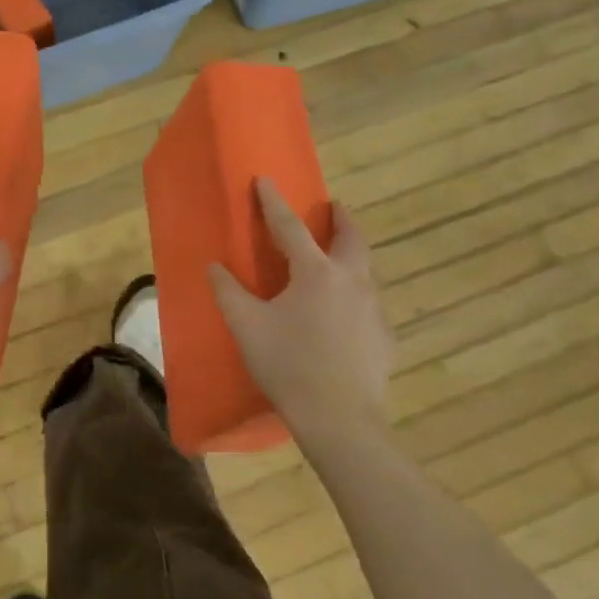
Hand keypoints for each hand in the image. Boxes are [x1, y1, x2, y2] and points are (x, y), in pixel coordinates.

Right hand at [209, 179, 392, 447]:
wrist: (340, 419)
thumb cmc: (288, 366)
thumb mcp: (247, 327)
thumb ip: (228, 292)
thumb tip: (214, 266)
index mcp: (316, 273)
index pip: (290, 227)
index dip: (274, 202)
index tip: (265, 180)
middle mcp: (352, 281)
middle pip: (350, 238)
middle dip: (341, 218)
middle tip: (333, 207)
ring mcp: (374, 310)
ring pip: (366, 270)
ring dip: (353, 254)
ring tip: (340, 257)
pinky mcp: (385, 338)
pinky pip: (371, 305)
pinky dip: (358, 296)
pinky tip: (348, 315)